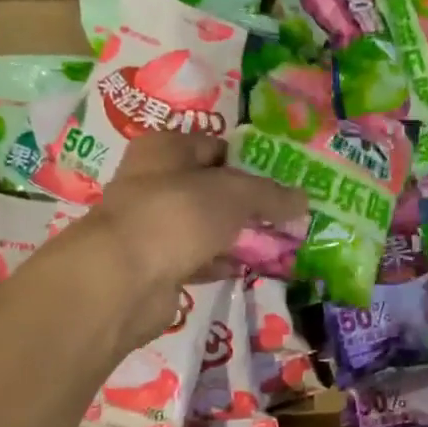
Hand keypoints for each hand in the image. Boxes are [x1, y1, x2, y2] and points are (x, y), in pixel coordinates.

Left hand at [17, 134, 304, 349]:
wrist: (124, 280)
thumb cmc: (178, 216)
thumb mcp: (235, 193)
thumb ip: (271, 195)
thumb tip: (303, 200)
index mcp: (165, 149)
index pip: (216, 147)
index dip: (250, 161)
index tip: (284, 180)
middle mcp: (153, 182)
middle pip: (212, 188)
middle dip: (248, 203)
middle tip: (286, 215)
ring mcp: (153, 226)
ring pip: (206, 226)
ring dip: (237, 235)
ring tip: (277, 243)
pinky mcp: (156, 266)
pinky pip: (198, 258)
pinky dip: (221, 262)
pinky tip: (249, 268)